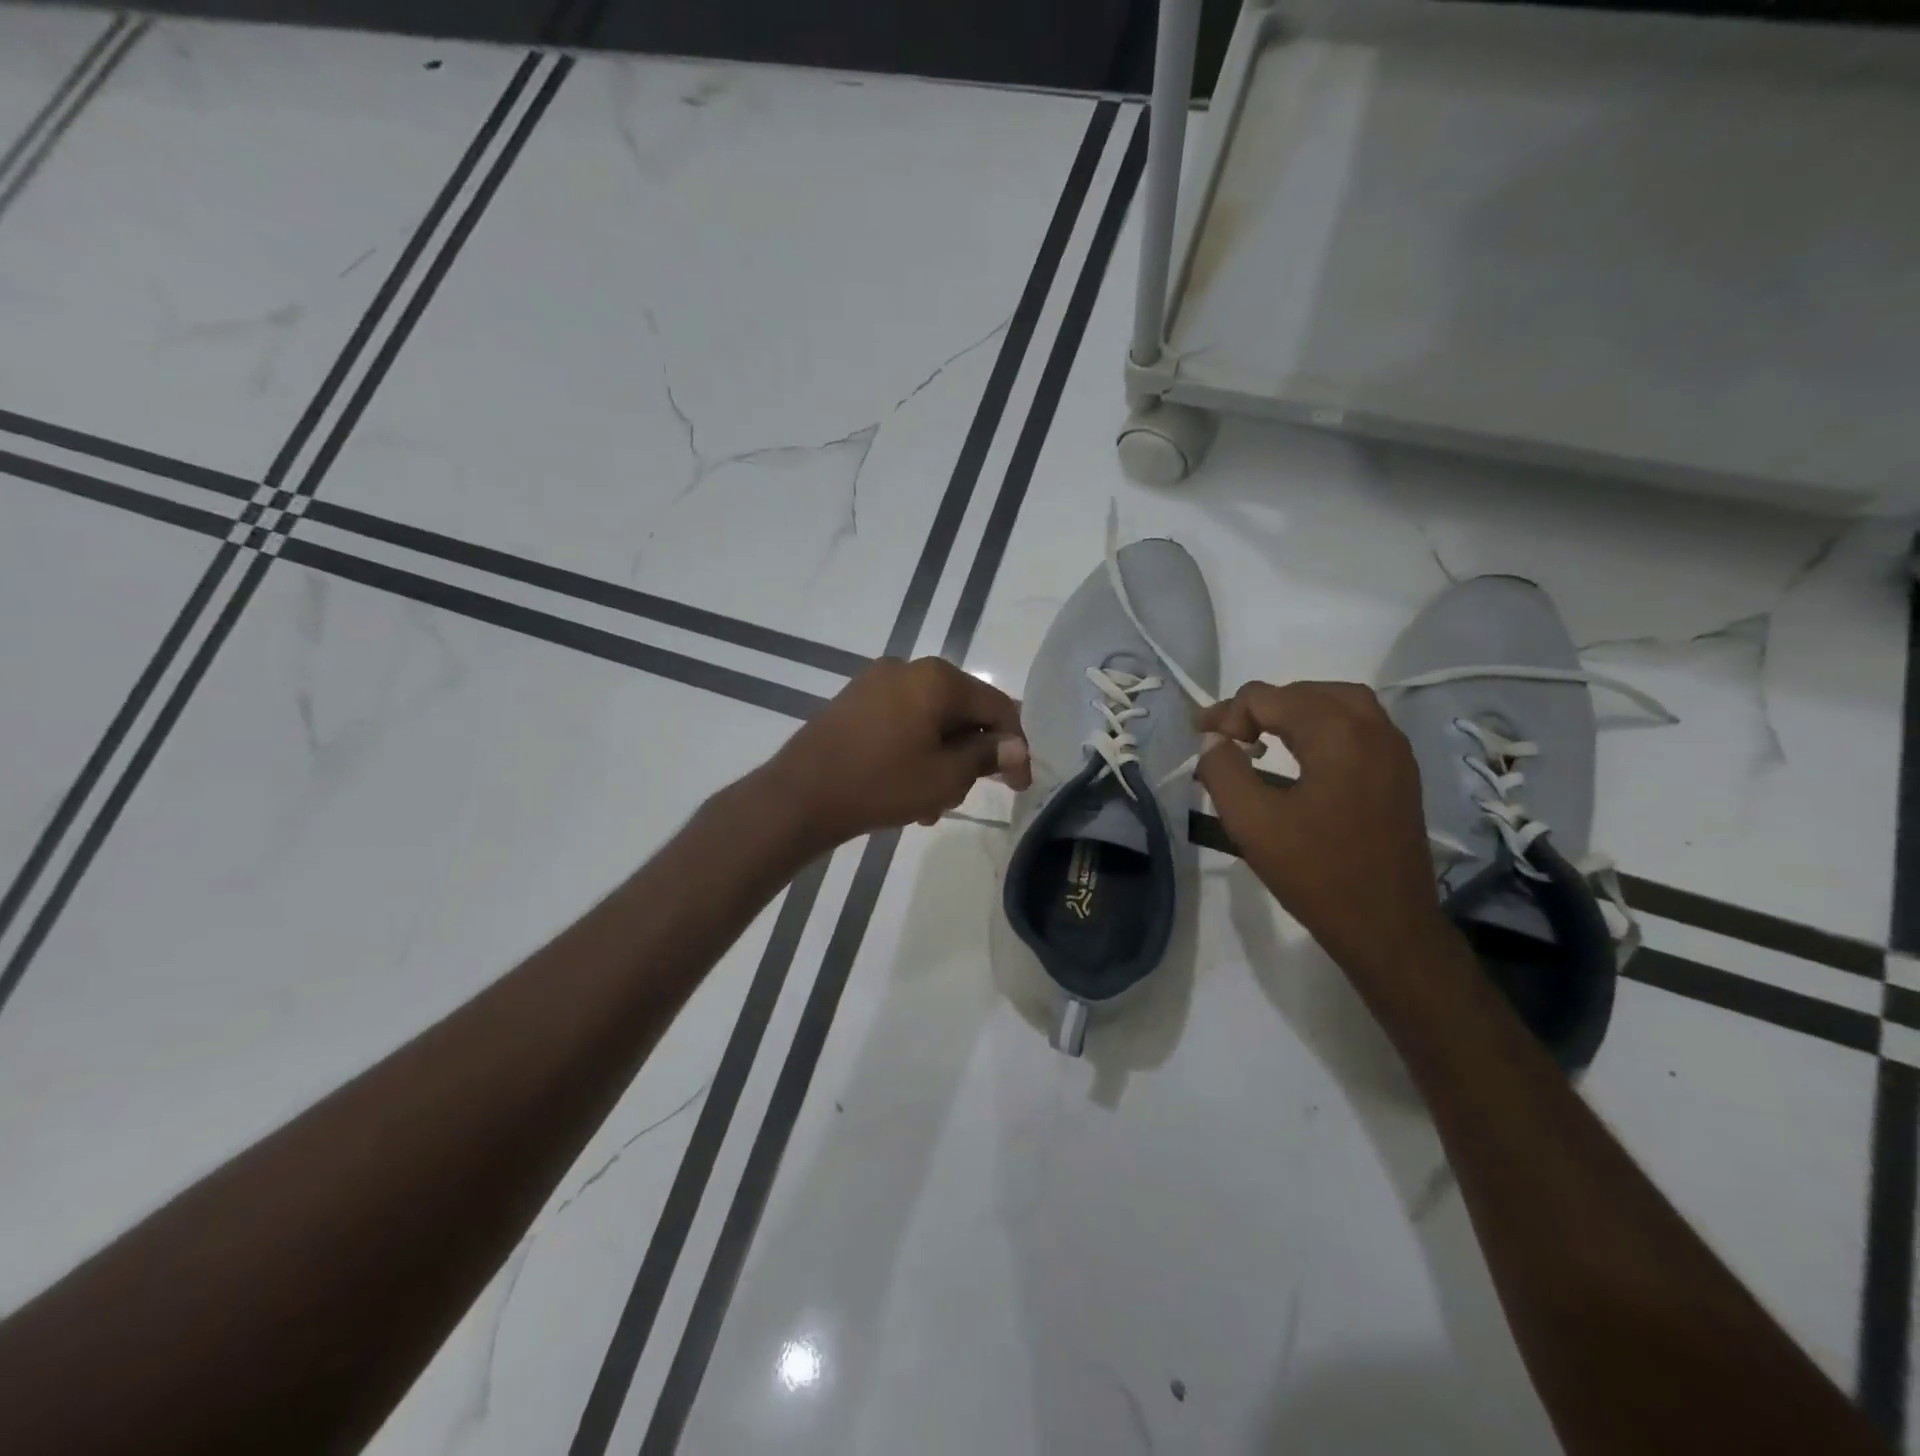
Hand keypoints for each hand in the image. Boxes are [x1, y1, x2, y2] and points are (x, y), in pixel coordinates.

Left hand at [771, 657, 1031, 846]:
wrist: (800, 796)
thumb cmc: (882, 784)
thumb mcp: (946, 776)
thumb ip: (987, 756)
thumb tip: (1015, 747)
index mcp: (938, 678)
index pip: (996, 707)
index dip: (1014, 746)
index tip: (1020, 785)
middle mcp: (908, 669)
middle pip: (961, 711)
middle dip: (971, 755)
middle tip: (970, 793)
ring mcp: (876, 682)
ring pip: (930, 721)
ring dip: (941, 759)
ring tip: (932, 804)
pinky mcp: (854, 701)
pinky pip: (901, 722)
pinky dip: (914, 751)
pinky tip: (907, 789)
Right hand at [1196, 681, 1453, 983]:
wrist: (1386, 926)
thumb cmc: (1315, 872)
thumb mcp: (1251, 822)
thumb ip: (1223, 770)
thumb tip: (1214, 741)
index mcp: (1335, 733)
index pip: (1268, 698)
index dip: (1227, 714)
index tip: (1202, 740)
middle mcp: (1372, 728)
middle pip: (1305, 692)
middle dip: (1260, 707)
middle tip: (1227, 736)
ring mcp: (1394, 750)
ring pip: (1338, 703)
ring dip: (1294, 710)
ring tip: (1262, 735)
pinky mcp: (1402, 772)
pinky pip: (1360, 725)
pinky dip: (1324, 725)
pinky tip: (1303, 755)